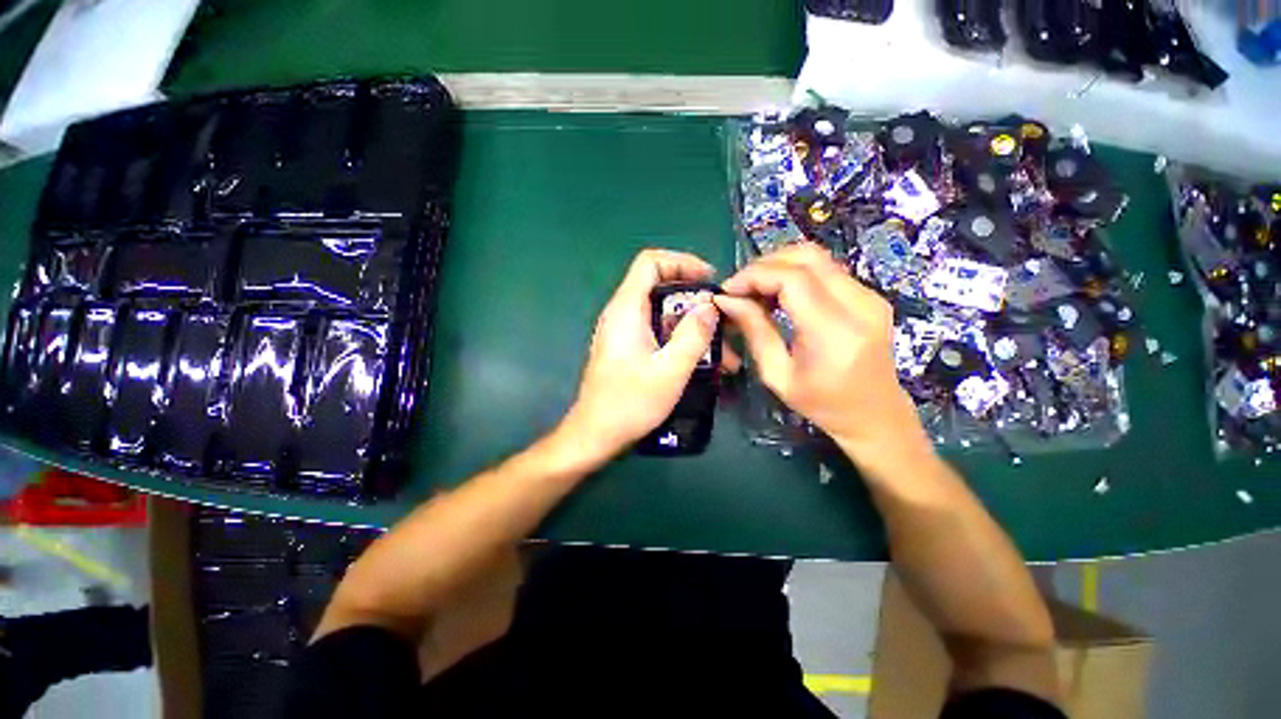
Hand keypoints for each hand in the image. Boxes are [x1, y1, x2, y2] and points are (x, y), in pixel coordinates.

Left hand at [561, 249, 719, 462]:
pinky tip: (702, 362)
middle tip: (722, 319)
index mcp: (627, 309)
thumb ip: (693, 335)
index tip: (709, 280)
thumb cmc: (630, 402)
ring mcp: (623, 332)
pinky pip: (657, 332)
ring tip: (722, 351)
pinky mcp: (626, 348)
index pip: (651, 263)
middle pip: (660, 287)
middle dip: (695, 300)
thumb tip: (709, 306)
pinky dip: (679, 339)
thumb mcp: (670, 370)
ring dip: (691, 326)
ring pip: (662, 314)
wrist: (596, 434)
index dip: (682, 262)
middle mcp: (622, 314)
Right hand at [714, 243, 927, 463]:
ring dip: (779, 267)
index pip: (793, 279)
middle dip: (765, 265)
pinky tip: (779, 295)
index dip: (755, 276)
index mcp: (835, 332)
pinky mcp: (870, 295)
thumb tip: (726, 300)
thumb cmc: (822, 404)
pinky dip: (795, 274)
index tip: (728, 290)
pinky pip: (826, 270)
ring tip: (755, 291)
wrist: (875, 415)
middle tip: (740, 287)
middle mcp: (860, 305)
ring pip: (817, 257)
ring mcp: (870, 296)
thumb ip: (754, 331)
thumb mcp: (777, 375)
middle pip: (807, 256)